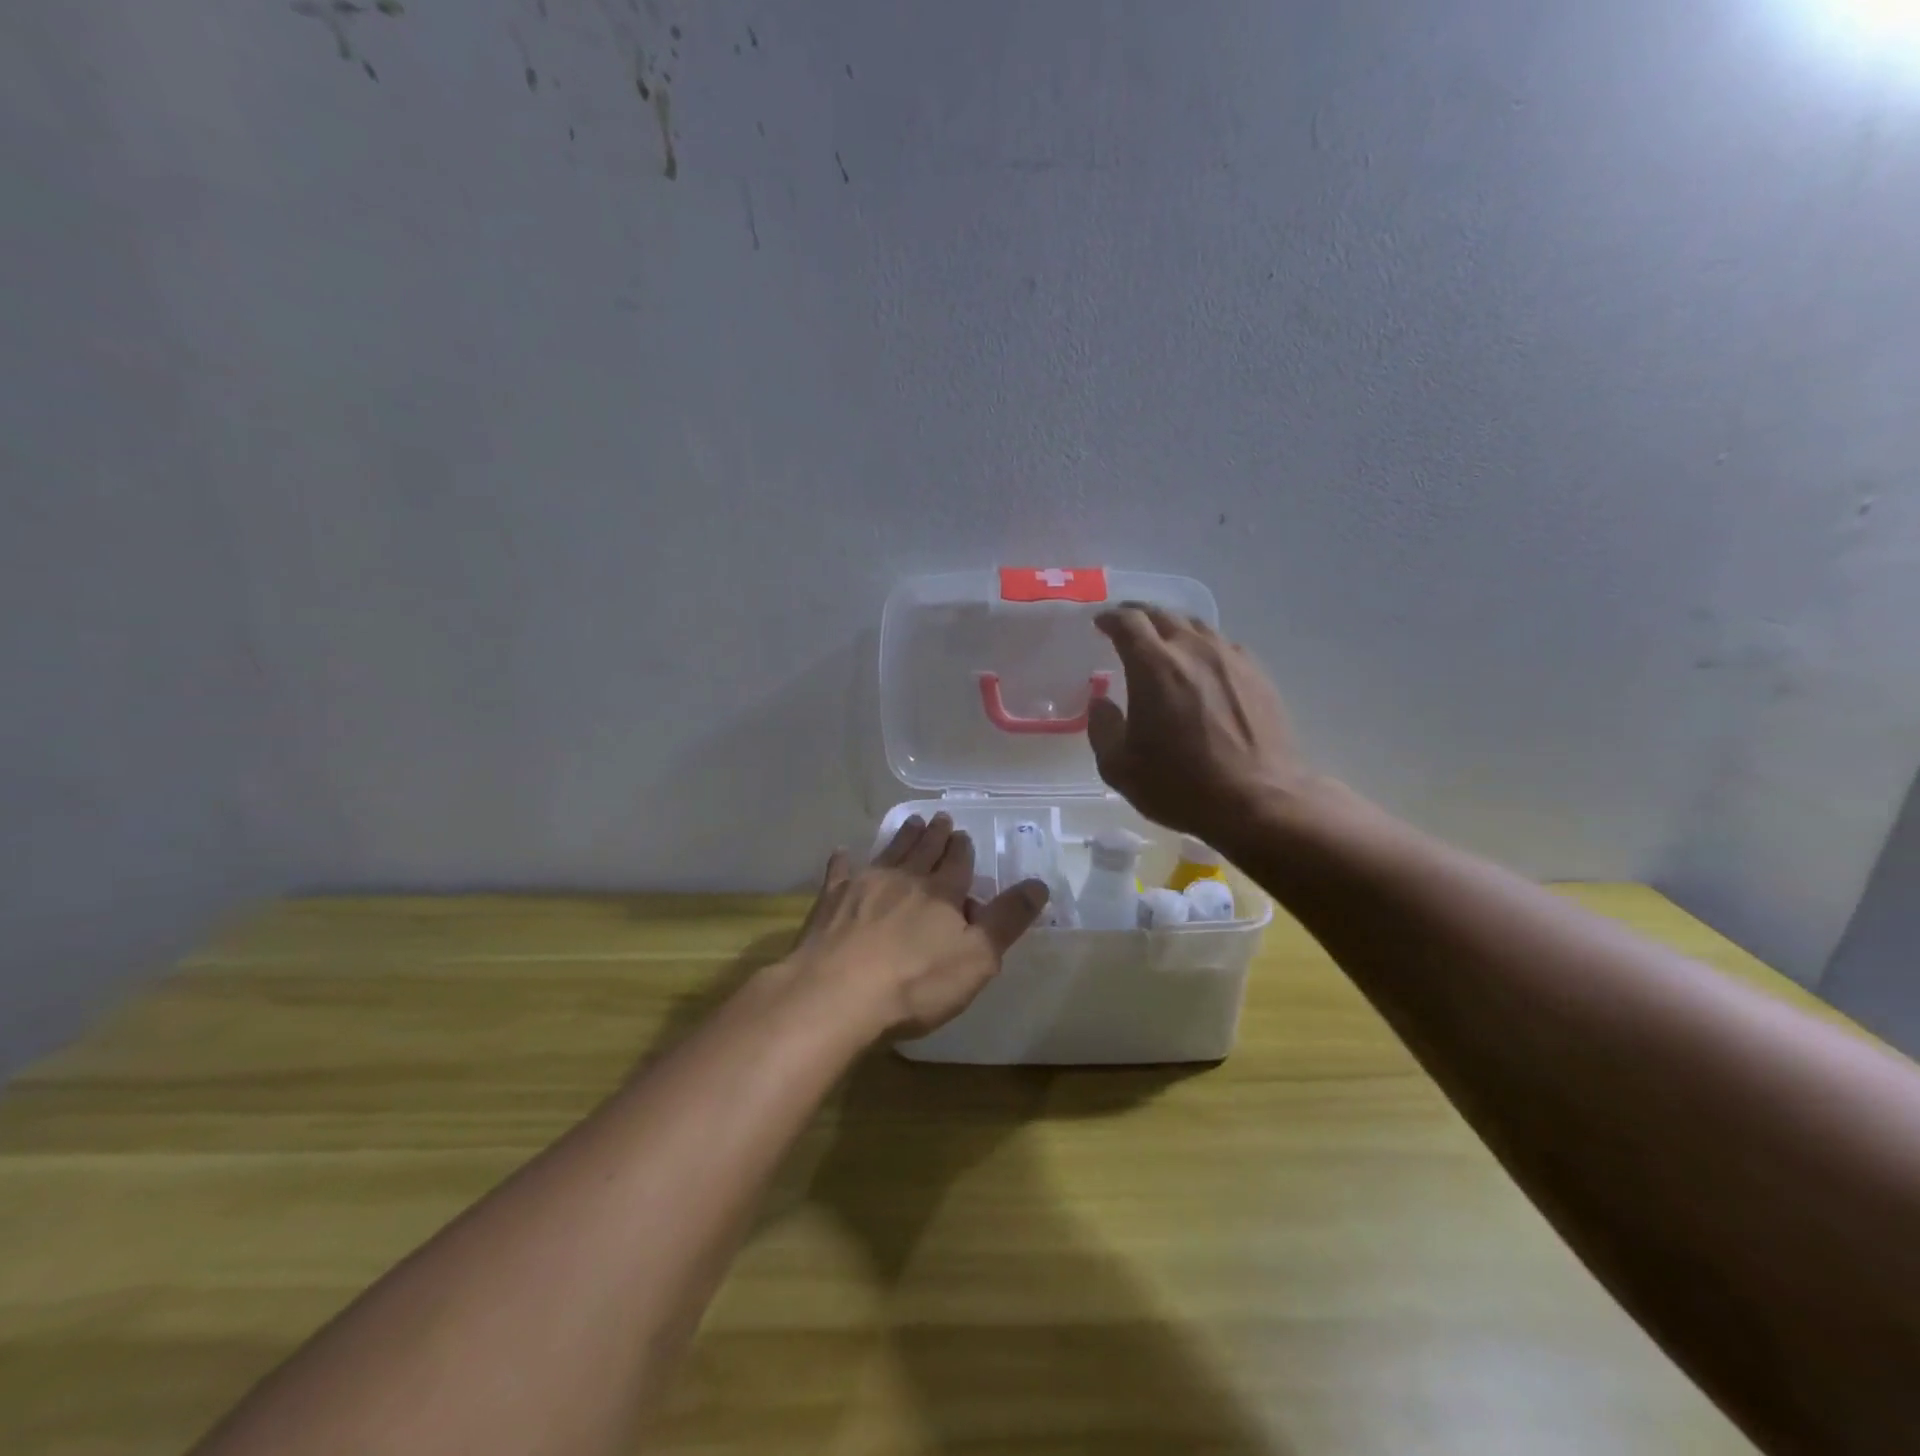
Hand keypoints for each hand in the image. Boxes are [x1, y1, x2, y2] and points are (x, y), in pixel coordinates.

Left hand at [790, 814, 1049, 1040]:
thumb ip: (1007, 920)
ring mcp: (864, 885)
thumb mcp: (977, 958)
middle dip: (935, 834)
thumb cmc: (916, 983)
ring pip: (889, 852)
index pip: (957, 863)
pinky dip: (844, 860)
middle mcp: (905, 879)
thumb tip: (1038, 884)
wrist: (838, 993)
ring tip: (911, 822)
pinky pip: (840, 872)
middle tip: (940, 818)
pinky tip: (843, 853)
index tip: (963, 834)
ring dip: (902, 837)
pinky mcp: (831, 900)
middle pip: (924, 850)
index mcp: (942, 893)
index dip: (962, 848)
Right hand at [1088, 603, 1313, 840]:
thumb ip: (1102, 728)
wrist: (1260, 801)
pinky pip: (1224, 646)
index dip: (1110, 618)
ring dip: (1173, 628)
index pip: (1128, 621)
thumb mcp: (1120, 767)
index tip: (1100, 623)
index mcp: (1154, 665)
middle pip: (1163, 614)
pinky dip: (1203, 648)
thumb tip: (1102, 702)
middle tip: (1126, 627)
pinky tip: (1202, 668)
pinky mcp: (1258, 675)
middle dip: (1139, 615)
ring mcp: (1231, 659)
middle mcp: (1193, 650)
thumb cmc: (1181, 785)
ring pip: (1197, 626)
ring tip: (1164, 644)